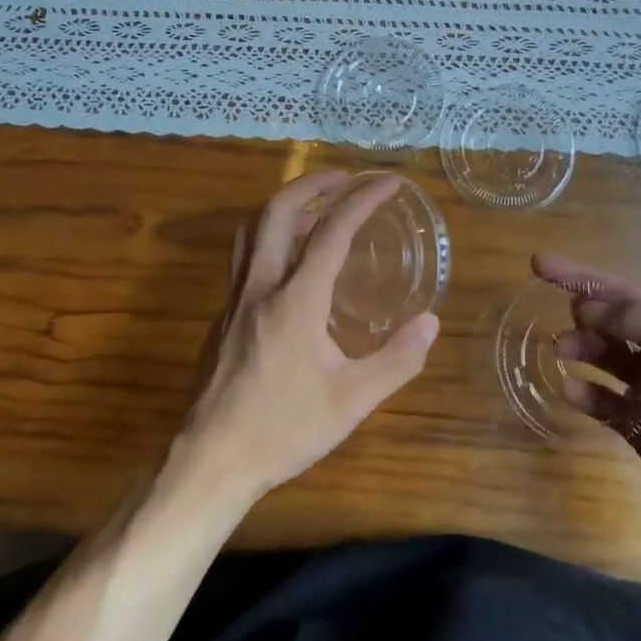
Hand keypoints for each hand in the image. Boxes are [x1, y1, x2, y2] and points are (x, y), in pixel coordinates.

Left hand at [180, 171, 439, 502]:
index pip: (333, 230)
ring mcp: (234, 301)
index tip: (390, 183)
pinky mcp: (221, 319)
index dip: (363, 200)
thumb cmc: (284, 430)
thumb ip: (397, 360)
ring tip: (316, 213)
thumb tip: (431, 322)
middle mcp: (260, 286)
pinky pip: (244, 259)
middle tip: (343, 178)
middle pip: (277, 211)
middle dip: (311, 183)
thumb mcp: (353, 401)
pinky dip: (269, 241)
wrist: (210, 462)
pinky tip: (289, 271)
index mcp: (296, 299)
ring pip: (251, 231)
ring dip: (284, 208)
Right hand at [532, 254, 640, 546]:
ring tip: (561, 352)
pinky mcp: (639, 425)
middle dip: (581, 313)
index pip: (621, 289)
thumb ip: (640, 321)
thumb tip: (584, 307)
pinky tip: (569, 390)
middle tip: (569, 324)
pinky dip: (582, 392)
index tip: (538, 263)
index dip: (580, 275)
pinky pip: (601, 400)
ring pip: (600, 356)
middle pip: (607, 319)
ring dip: (578, 349)